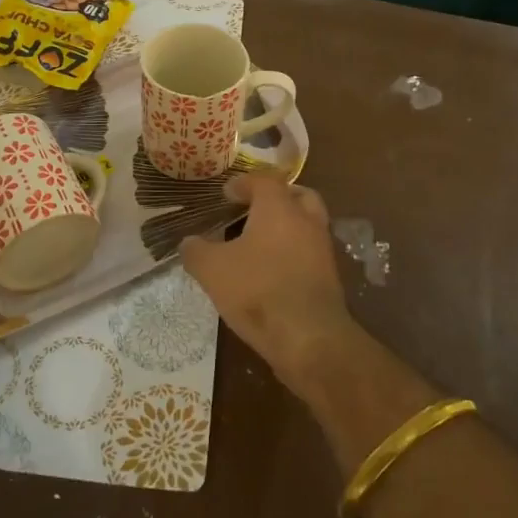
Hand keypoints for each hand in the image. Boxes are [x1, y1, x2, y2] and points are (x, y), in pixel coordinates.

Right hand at [180, 173, 360, 396]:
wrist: (309, 338)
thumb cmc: (258, 291)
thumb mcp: (212, 270)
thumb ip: (196, 251)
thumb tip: (188, 242)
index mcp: (279, 208)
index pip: (264, 180)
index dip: (243, 183)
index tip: (226, 193)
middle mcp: (306, 220)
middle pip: (296, 195)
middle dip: (275, 198)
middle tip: (253, 209)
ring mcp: (322, 249)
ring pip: (307, 224)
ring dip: (287, 226)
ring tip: (258, 243)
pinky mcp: (329, 277)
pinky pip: (309, 252)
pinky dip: (293, 252)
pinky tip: (272, 270)